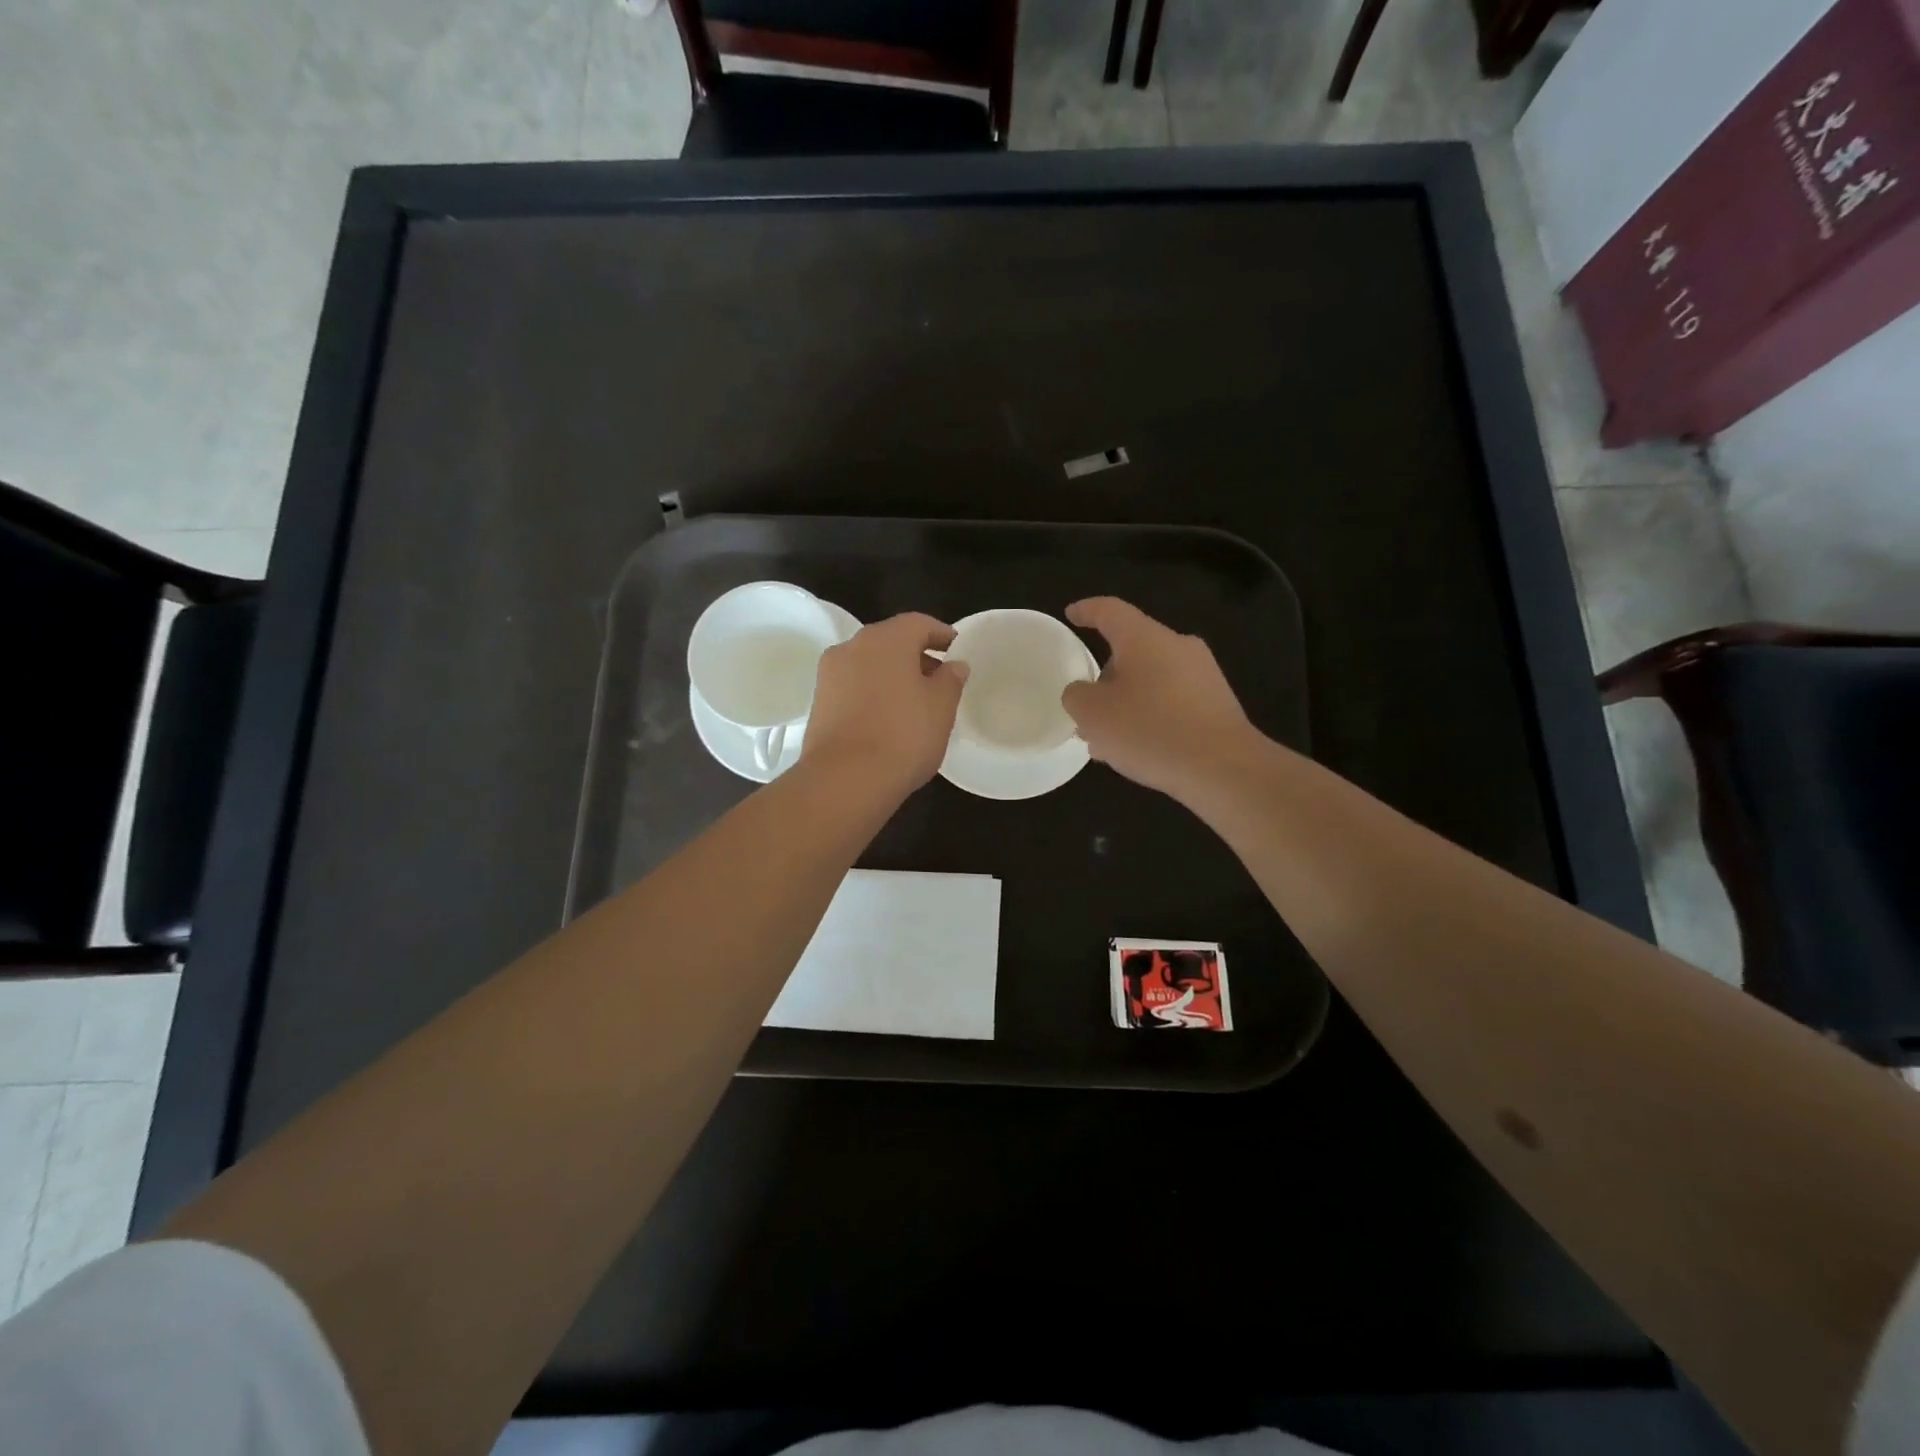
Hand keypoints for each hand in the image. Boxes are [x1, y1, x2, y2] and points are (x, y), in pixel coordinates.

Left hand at [803, 613, 968, 795]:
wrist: (845, 780)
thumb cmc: (903, 736)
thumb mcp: (941, 708)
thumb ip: (950, 680)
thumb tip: (954, 665)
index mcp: (886, 639)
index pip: (918, 623)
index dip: (941, 634)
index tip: (956, 648)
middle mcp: (853, 646)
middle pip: (890, 641)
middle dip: (915, 654)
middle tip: (939, 677)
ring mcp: (830, 674)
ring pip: (869, 663)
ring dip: (892, 674)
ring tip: (915, 701)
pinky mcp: (819, 701)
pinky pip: (853, 685)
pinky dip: (873, 691)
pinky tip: (888, 716)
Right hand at [1061, 597, 1259, 797]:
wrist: (1223, 768)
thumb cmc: (1149, 730)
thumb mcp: (1092, 714)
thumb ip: (1077, 695)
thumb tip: (1084, 692)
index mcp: (1145, 638)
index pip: (1110, 611)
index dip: (1087, 610)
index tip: (1070, 614)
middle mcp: (1177, 647)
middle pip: (1131, 651)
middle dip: (1105, 678)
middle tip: (1085, 708)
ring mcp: (1203, 675)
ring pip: (1150, 681)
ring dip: (1125, 704)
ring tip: (1105, 740)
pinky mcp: (1217, 705)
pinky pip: (1172, 702)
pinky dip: (1149, 717)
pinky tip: (1137, 750)